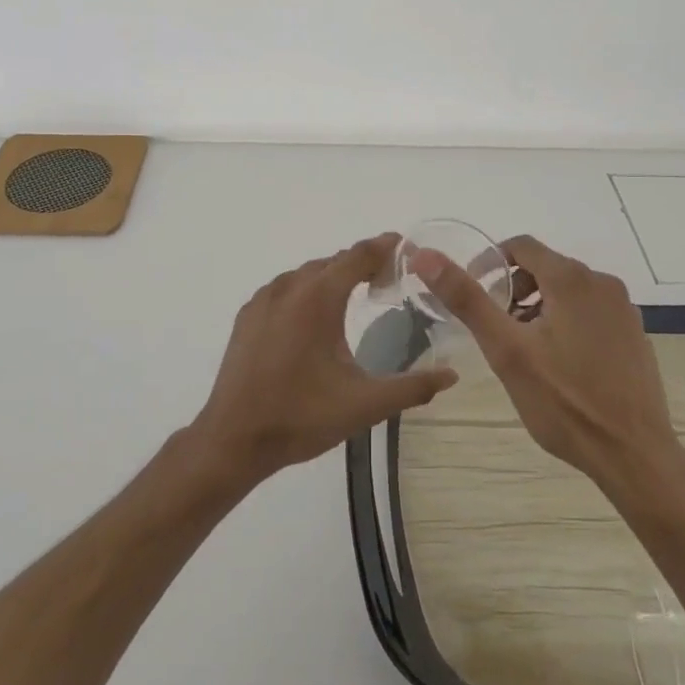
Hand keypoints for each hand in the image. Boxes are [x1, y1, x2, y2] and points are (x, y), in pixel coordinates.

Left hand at [191, 234, 458, 485]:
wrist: (233, 439)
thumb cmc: (301, 417)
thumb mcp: (364, 405)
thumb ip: (412, 387)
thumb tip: (451, 375)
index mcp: (318, 298)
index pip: (357, 255)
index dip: (384, 246)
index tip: (406, 246)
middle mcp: (289, 287)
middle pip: (333, 261)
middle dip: (362, 262)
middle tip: (389, 277)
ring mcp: (263, 299)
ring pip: (307, 273)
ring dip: (334, 275)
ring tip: (356, 292)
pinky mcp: (248, 316)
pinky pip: (285, 288)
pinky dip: (307, 289)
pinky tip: (315, 315)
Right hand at [411, 235, 680, 491]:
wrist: (634, 456)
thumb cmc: (564, 402)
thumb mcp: (506, 350)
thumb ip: (466, 299)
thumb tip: (425, 256)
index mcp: (572, 278)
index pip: (521, 246)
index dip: (490, 262)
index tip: (472, 291)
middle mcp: (602, 283)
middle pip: (545, 267)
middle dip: (514, 289)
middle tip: (496, 327)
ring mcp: (624, 310)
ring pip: (568, 291)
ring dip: (539, 307)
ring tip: (523, 348)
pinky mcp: (635, 335)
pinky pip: (590, 312)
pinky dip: (566, 322)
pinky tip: (559, 364)